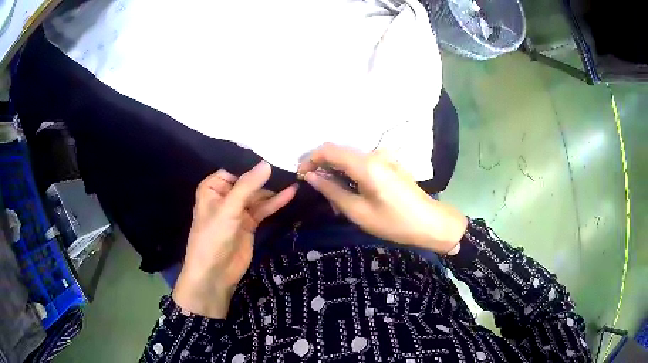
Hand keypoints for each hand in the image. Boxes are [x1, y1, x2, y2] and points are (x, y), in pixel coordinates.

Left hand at [173, 162, 297, 317]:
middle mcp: (225, 196)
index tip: (275, 152)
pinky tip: (291, 193)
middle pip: (249, 181)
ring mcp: (238, 210)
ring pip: (258, 195)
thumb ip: (248, 186)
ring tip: (294, 176)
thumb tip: (267, 163)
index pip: (235, 168)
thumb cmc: (213, 237)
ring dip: (274, 189)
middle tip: (290, 164)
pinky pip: (264, 209)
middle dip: (267, 176)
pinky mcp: (250, 223)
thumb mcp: (228, 208)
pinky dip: (276, 202)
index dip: (253, 163)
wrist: (214, 273)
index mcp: (213, 187)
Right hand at [298, 143, 466, 253]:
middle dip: (323, 169)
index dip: (311, 160)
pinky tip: (352, 195)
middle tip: (318, 193)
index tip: (301, 176)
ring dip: (337, 174)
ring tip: (336, 200)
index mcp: (366, 164)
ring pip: (350, 159)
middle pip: (339, 152)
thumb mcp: (359, 212)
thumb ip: (332, 190)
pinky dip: (350, 176)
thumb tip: (310, 176)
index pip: (329, 150)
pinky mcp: (389, 164)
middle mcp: (374, 154)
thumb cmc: (395, 222)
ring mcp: (383, 158)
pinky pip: (362, 165)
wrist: (431, 223)